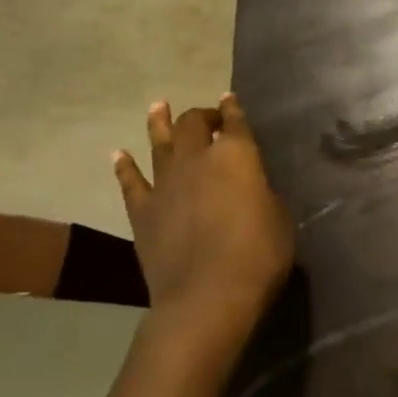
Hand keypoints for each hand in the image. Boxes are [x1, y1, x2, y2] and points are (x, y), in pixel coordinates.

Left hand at [112, 95, 294, 360]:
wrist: (207, 296)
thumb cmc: (258, 255)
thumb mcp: (279, 217)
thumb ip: (262, 193)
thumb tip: (251, 188)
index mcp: (237, 155)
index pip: (235, 122)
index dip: (233, 109)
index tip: (230, 99)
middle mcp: (197, 159)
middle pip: (193, 124)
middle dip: (200, 115)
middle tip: (207, 117)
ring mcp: (165, 184)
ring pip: (159, 143)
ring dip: (159, 123)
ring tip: (158, 107)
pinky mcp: (142, 211)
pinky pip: (130, 181)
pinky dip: (124, 166)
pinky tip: (118, 154)